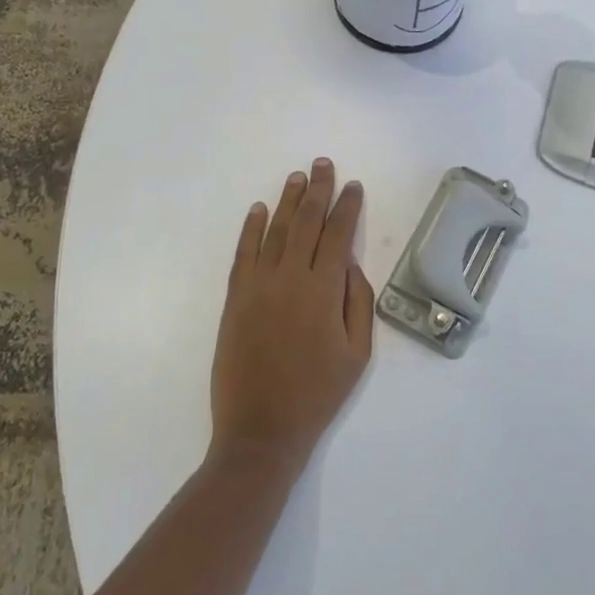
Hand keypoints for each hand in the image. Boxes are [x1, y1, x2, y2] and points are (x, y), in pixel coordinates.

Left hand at [211, 159, 374, 475]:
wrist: (261, 430)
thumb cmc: (317, 393)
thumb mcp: (357, 354)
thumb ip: (359, 303)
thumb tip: (351, 264)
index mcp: (324, 291)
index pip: (338, 235)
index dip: (347, 208)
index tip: (353, 186)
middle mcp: (290, 278)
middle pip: (307, 222)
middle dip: (318, 190)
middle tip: (323, 164)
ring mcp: (258, 285)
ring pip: (276, 231)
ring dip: (287, 201)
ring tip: (297, 177)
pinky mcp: (235, 298)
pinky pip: (243, 253)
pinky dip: (251, 229)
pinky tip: (259, 210)